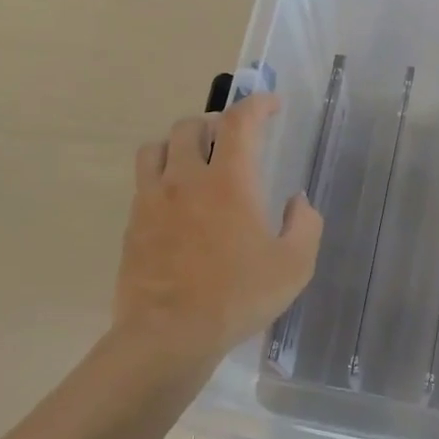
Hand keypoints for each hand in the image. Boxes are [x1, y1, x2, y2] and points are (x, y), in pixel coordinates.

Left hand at [115, 95, 321, 362]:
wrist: (170, 334)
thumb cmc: (238, 297)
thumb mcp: (294, 266)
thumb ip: (305, 225)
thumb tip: (297, 201)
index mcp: (230, 181)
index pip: (240, 121)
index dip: (257, 104)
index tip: (270, 105)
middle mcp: (187, 178)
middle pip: (191, 126)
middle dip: (214, 123)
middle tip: (230, 142)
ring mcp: (153, 199)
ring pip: (157, 147)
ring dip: (178, 144)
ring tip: (194, 163)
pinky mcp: (133, 222)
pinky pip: (143, 181)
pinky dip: (161, 176)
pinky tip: (174, 202)